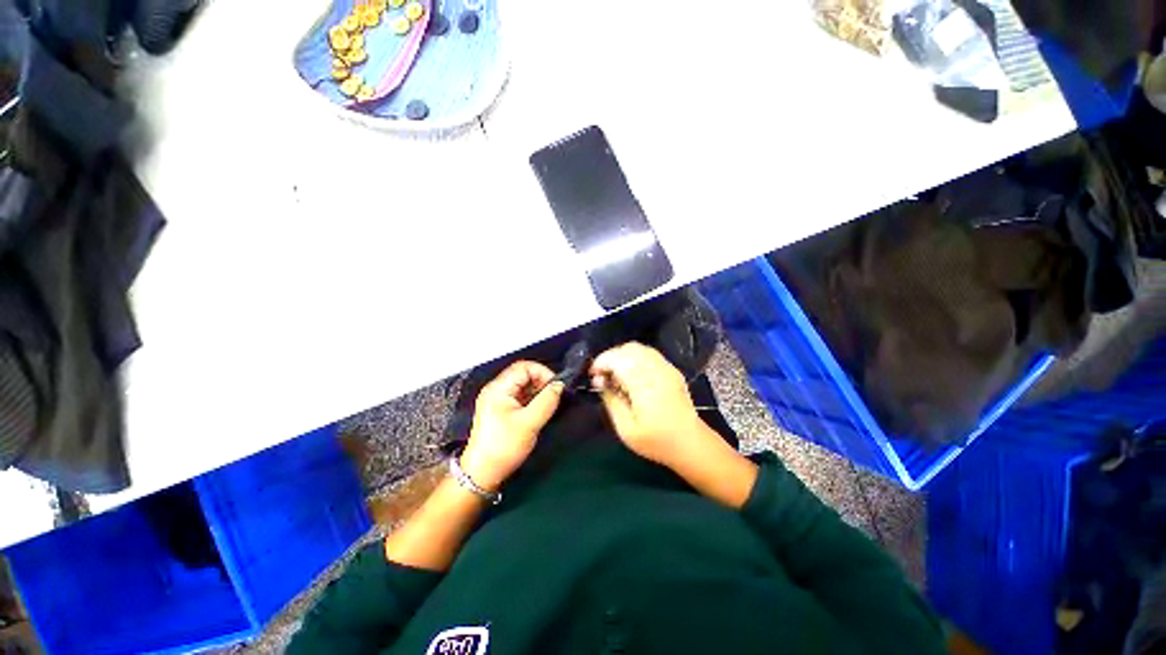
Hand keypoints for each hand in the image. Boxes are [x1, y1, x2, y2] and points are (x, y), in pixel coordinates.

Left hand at [460, 361, 564, 491]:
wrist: (482, 473)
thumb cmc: (503, 447)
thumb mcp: (529, 423)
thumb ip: (547, 401)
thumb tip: (560, 385)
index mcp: (498, 388)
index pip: (524, 367)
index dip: (542, 372)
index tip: (555, 386)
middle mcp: (496, 390)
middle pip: (523, 374)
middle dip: (541, 382)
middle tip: (554, 397)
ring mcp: (498, 400)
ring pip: (523, 386)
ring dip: (538, 392)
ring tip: (549, 405)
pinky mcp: (501, 410)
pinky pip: (521, 397)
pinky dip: (533, 400)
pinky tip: (540, 411)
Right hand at [589, 342, 705, 467]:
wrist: (691, 443)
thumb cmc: (656, 440)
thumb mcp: (626, 429)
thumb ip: (611, 401)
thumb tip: (600, 382)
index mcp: (644, 384)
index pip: (618, 359)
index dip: (601, 363)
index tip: (593, 376)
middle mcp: (656, 370)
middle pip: (628, 349)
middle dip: (610, 357)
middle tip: (603, 376)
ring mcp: (666, 367)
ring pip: (639, 348)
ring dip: (622, 356)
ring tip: (616, 375)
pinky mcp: (672, 370)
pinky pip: (649, 354)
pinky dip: (635, 358)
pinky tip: (632, 375)